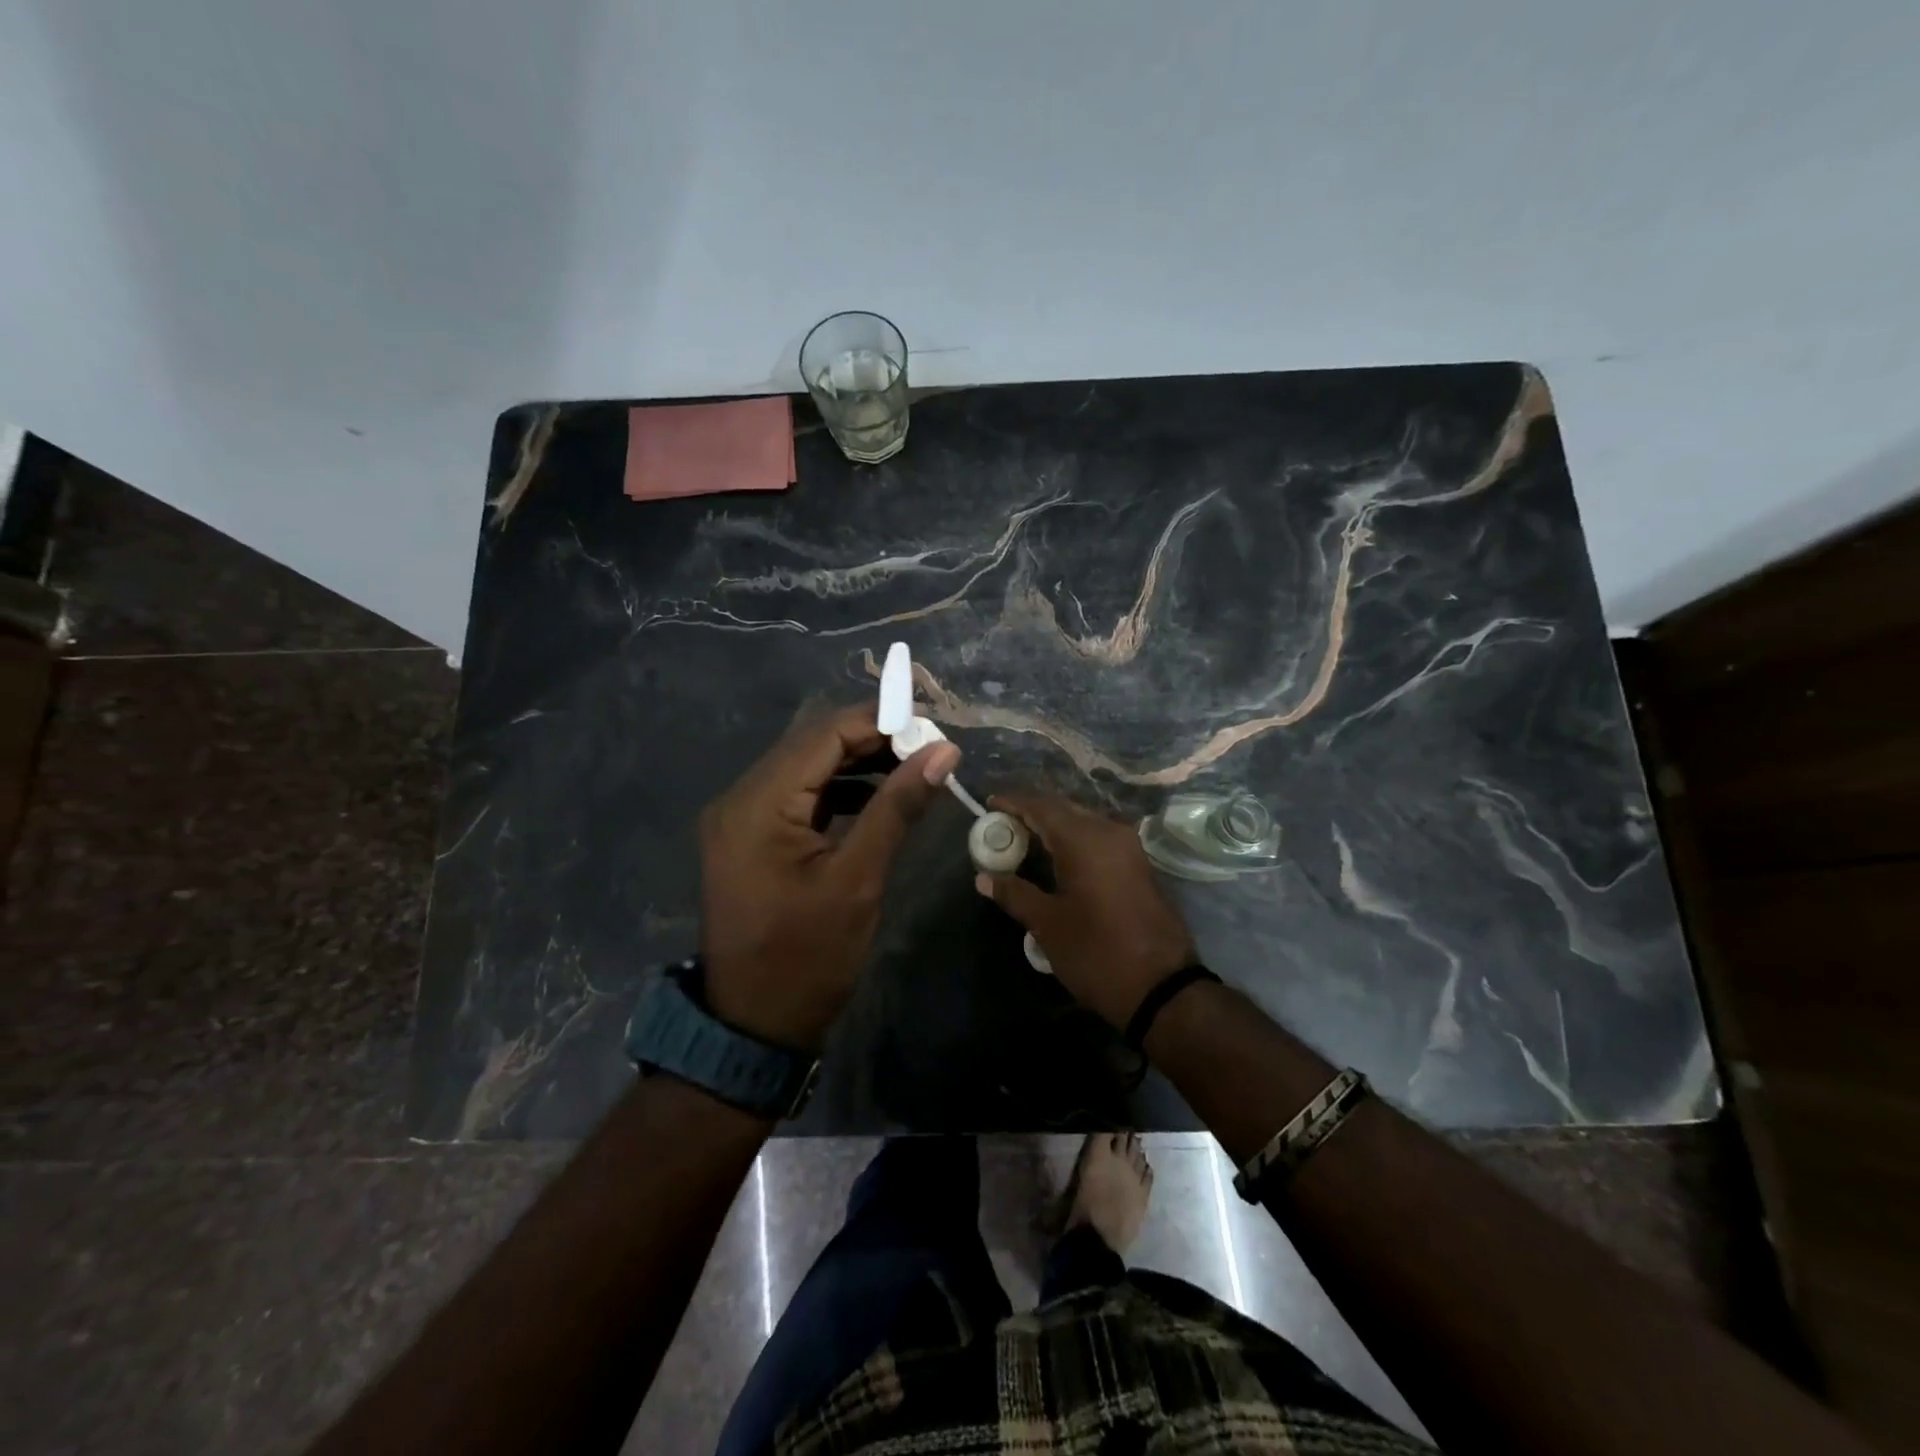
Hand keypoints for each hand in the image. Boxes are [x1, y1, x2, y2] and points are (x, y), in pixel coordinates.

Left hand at [700, 703, 959, 1050]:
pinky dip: (837, 791)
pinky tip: (876, 796)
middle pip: (811, 745)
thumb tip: (943, 751)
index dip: (878, 722)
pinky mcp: (749, 836)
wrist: (755, 1026)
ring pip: (805, 767)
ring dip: (856, 763)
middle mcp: (739, 798)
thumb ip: (898, 806)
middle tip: (926, 746)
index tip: (930, 726)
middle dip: (870, 739)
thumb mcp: (859, 879)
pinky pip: (796, 796)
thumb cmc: (809, 958)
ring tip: (910, 767)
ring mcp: (739, 817)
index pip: (823, 735)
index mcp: (758, 804)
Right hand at [974, 794, 1196, 1029]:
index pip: (1041, 807)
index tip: (990, 804)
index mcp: (1083, 840)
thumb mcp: (1047, 925)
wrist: (1162, 987)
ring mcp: (1129, 848)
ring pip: (1084, 821)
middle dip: (1033, 811)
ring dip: (1055, 825)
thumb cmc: (1096, 952)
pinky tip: (1058, 857)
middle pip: (1064, 809)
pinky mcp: (1138, 865)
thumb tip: (984, 878)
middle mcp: (1108, 832)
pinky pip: (1099, 837)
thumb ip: (1015, 894)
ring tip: (1026, 839)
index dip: (1014, 802)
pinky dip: (1075, 839)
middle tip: (1004, 824)